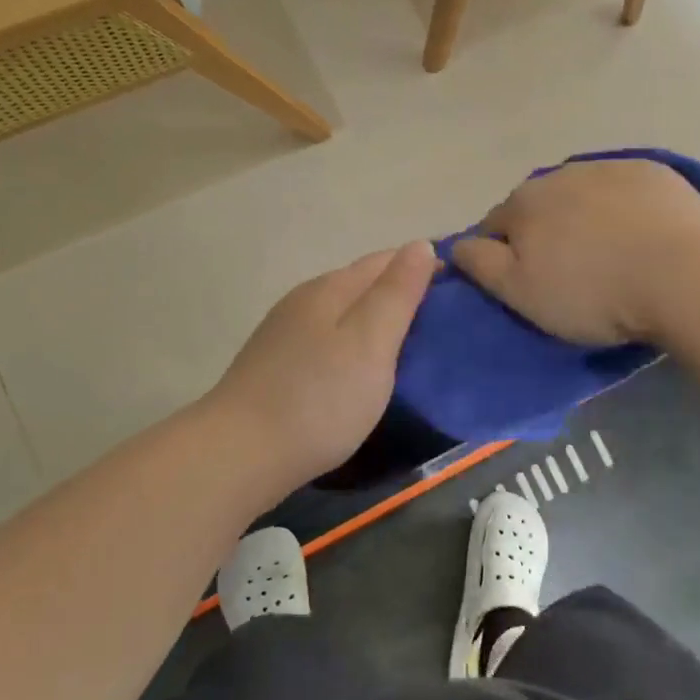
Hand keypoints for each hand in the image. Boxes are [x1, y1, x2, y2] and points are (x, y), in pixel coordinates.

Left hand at [208, 242, 436, 492]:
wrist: (240, 454)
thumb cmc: (319, 398)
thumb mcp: (371, 341)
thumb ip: (398, 293)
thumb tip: (421, 245)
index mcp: (331, 288)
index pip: (385, 259)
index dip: (423, 266)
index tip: (459, 287)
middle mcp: (305, 300)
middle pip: (361, 283)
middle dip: (400, 292)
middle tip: (442, 321)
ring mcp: (284, 333)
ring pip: (342, 313)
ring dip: (375, 319)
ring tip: (409, 346)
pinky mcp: (275, 365)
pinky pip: (326, 339)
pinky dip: (352, 343)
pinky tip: (361, 369)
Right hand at [453, 159, 699, 345]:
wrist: (682, 276)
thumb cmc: (592, 293)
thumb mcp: (520, 293)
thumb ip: (480, 264)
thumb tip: (456, 244)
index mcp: (524, 202)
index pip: (496, 225)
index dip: (505, 255)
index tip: (528, 283)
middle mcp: (561, 174)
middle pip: (541, 206)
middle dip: (546, 232)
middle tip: (570, 273)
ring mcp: (611, 167)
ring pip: (583, 195)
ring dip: (585, 217)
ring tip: (611, 256)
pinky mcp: (655, 172)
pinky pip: (626, 190)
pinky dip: (625, 208)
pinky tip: (644, 236)